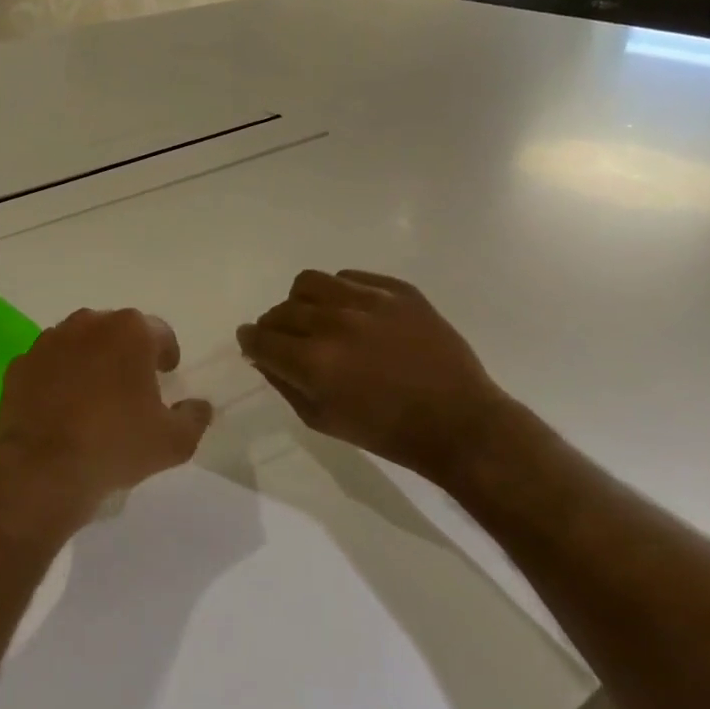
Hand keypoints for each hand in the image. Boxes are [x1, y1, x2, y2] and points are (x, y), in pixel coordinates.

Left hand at [0, 308, 214, 532]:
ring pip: (77, 343)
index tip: (166, 374)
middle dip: (125, 352)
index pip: (159, 332)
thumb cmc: (117, 444)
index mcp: (129, 331)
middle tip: (131, 385)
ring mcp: (48, 341)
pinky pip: (46, 365)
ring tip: (94, 396)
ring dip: (88, 361)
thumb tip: (199, 406)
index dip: (166, 353)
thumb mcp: (174, 441)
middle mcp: (87, 324)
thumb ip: (194, 417)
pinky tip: (60, 407)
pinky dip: (55, 378)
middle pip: (114, 331)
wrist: (44, 466)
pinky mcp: (20, 364)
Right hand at [236, 270, 515, 484]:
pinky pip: (350, 277)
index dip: (250, 342)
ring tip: (317, 318)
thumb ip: (284, 383)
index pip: (259, 338)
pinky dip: (340, 291)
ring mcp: (368, 301)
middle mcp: (334, 324)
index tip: (253, 344)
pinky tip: (352, 312)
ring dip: (302, 302)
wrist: (459, 423)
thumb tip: (262, 356)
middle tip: (288, 341)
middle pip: (280, 311)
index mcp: (312, 362)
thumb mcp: (321, 420)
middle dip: (274, 327)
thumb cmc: (386, 431)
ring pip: (309, 283)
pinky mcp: (398, 291)